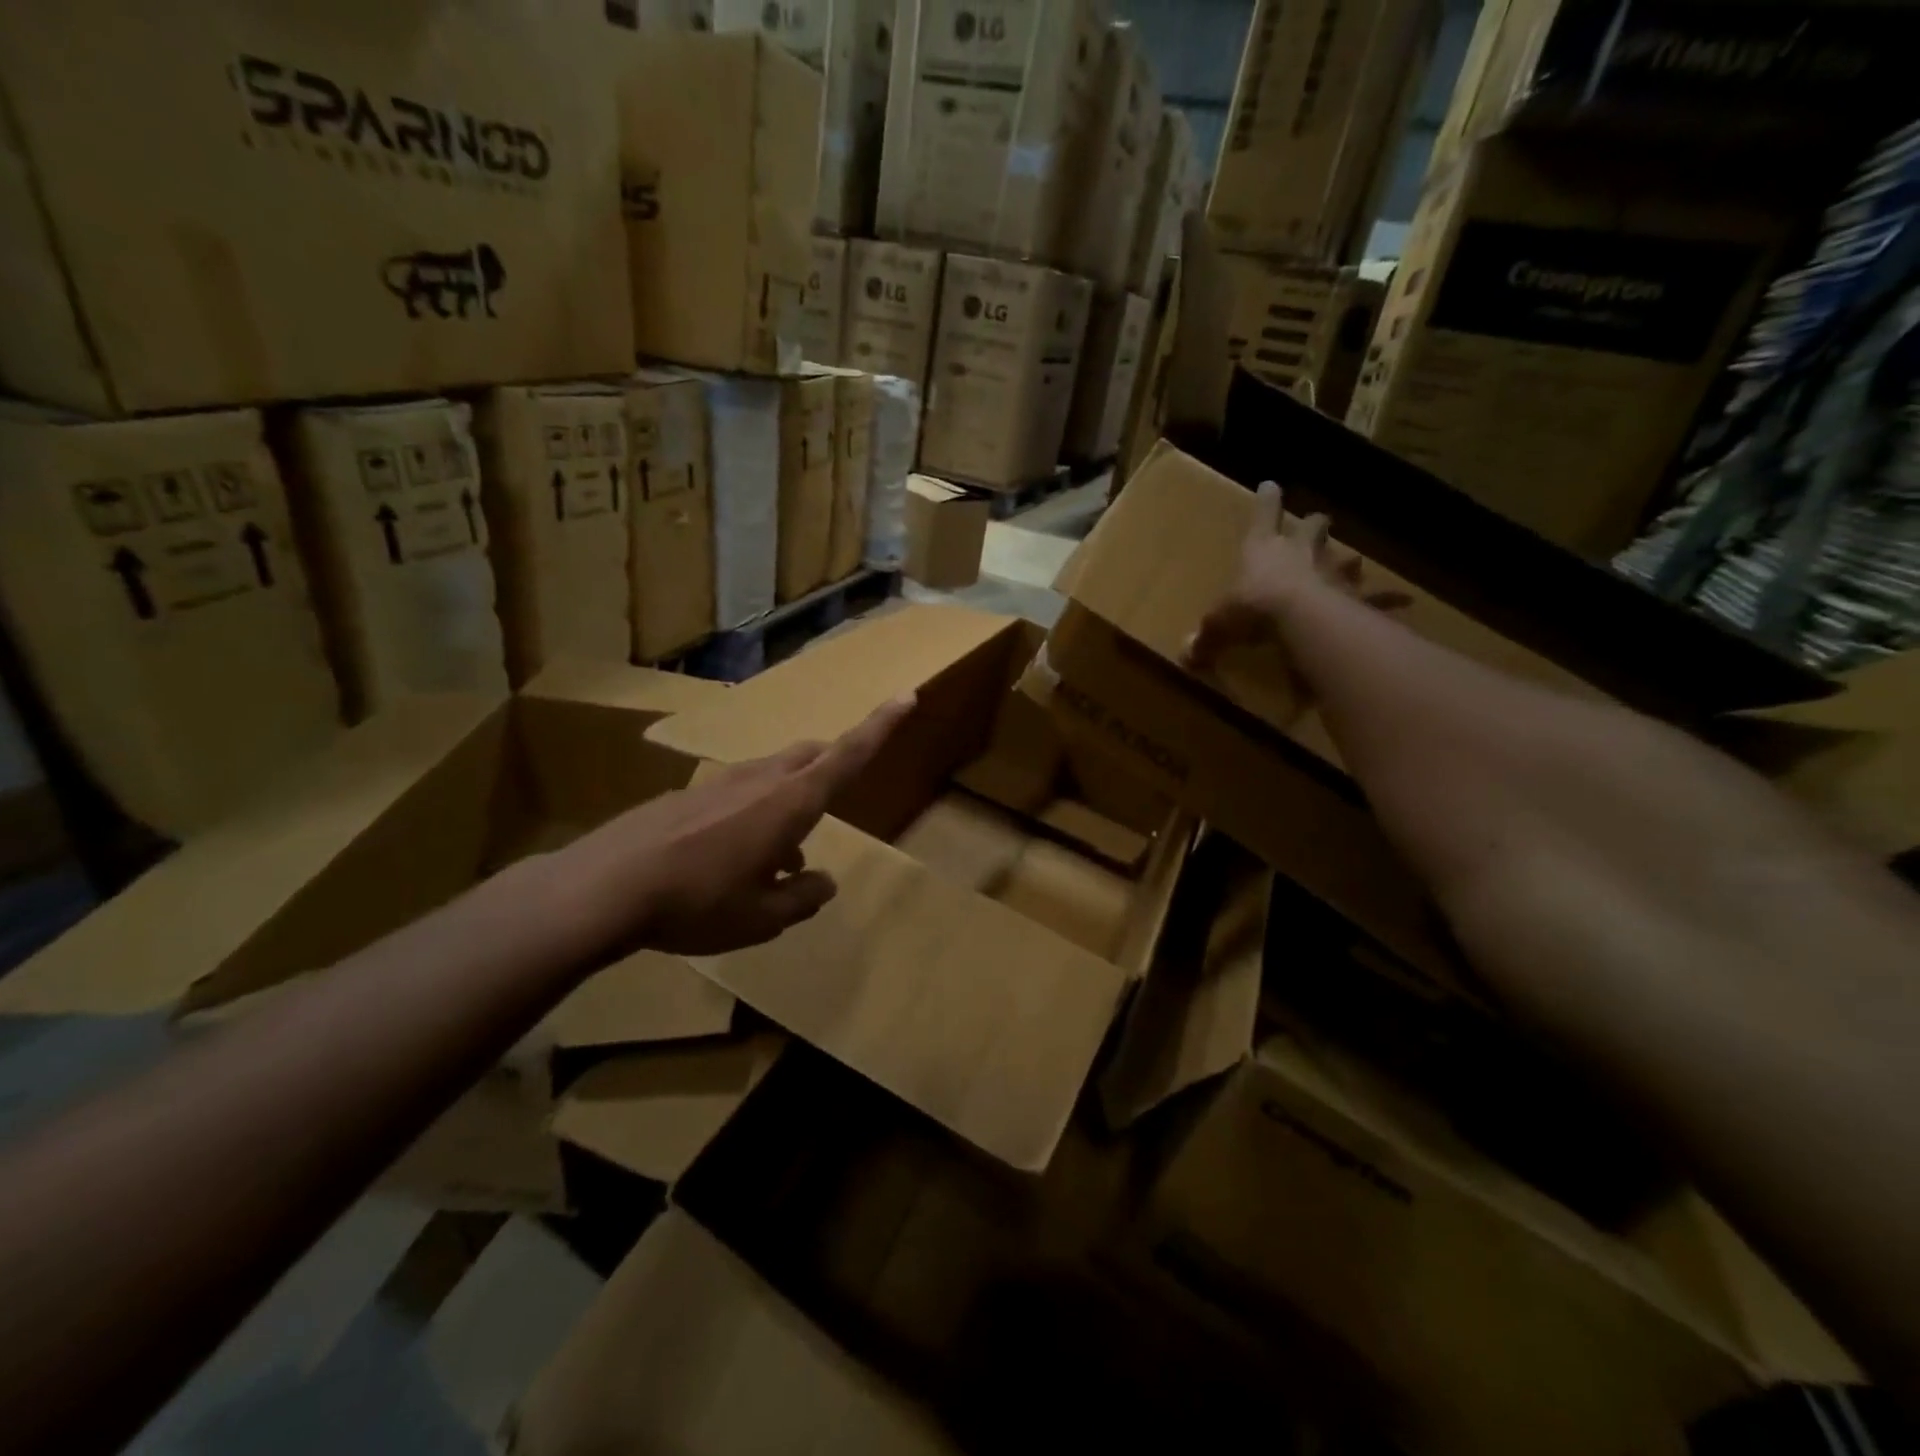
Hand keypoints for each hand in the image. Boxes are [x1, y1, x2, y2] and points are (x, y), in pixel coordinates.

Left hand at [547, 695, 916, 957]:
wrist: (603, 887)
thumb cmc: (697, 903)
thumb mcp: (762, 918)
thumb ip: (802, 898)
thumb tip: (823, 882)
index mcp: (790, 803)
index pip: (848, 756)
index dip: (881, 726)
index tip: (905, 695)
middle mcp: (759, 781)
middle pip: (810, 757)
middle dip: (830, 769)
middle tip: (832, 805)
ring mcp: (718, 782)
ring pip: (772, 776)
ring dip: (788, 805)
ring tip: (776, 861)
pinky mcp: (686, 795)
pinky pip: (737, 794)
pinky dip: (751, 816)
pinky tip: (727, 861)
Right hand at [1184, 480, 1407, 672]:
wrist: (1301, 617)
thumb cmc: (1253, 608)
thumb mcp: (1219, 624)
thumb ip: (1205, 638)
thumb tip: (1185, 657)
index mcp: (1264, 549)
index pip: (1264, 515)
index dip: (1267, 501)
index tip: (1271, 485)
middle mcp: (1300, 552)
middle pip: (1313, 528)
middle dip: (1314, 525)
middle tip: (1317, 523)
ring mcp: (1331, 572)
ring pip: (1344, 557)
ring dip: (1345, 560)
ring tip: (1352, 563)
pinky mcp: (1354, 596)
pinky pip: (1375, 597)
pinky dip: (1388, 599)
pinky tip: (1405, 601)